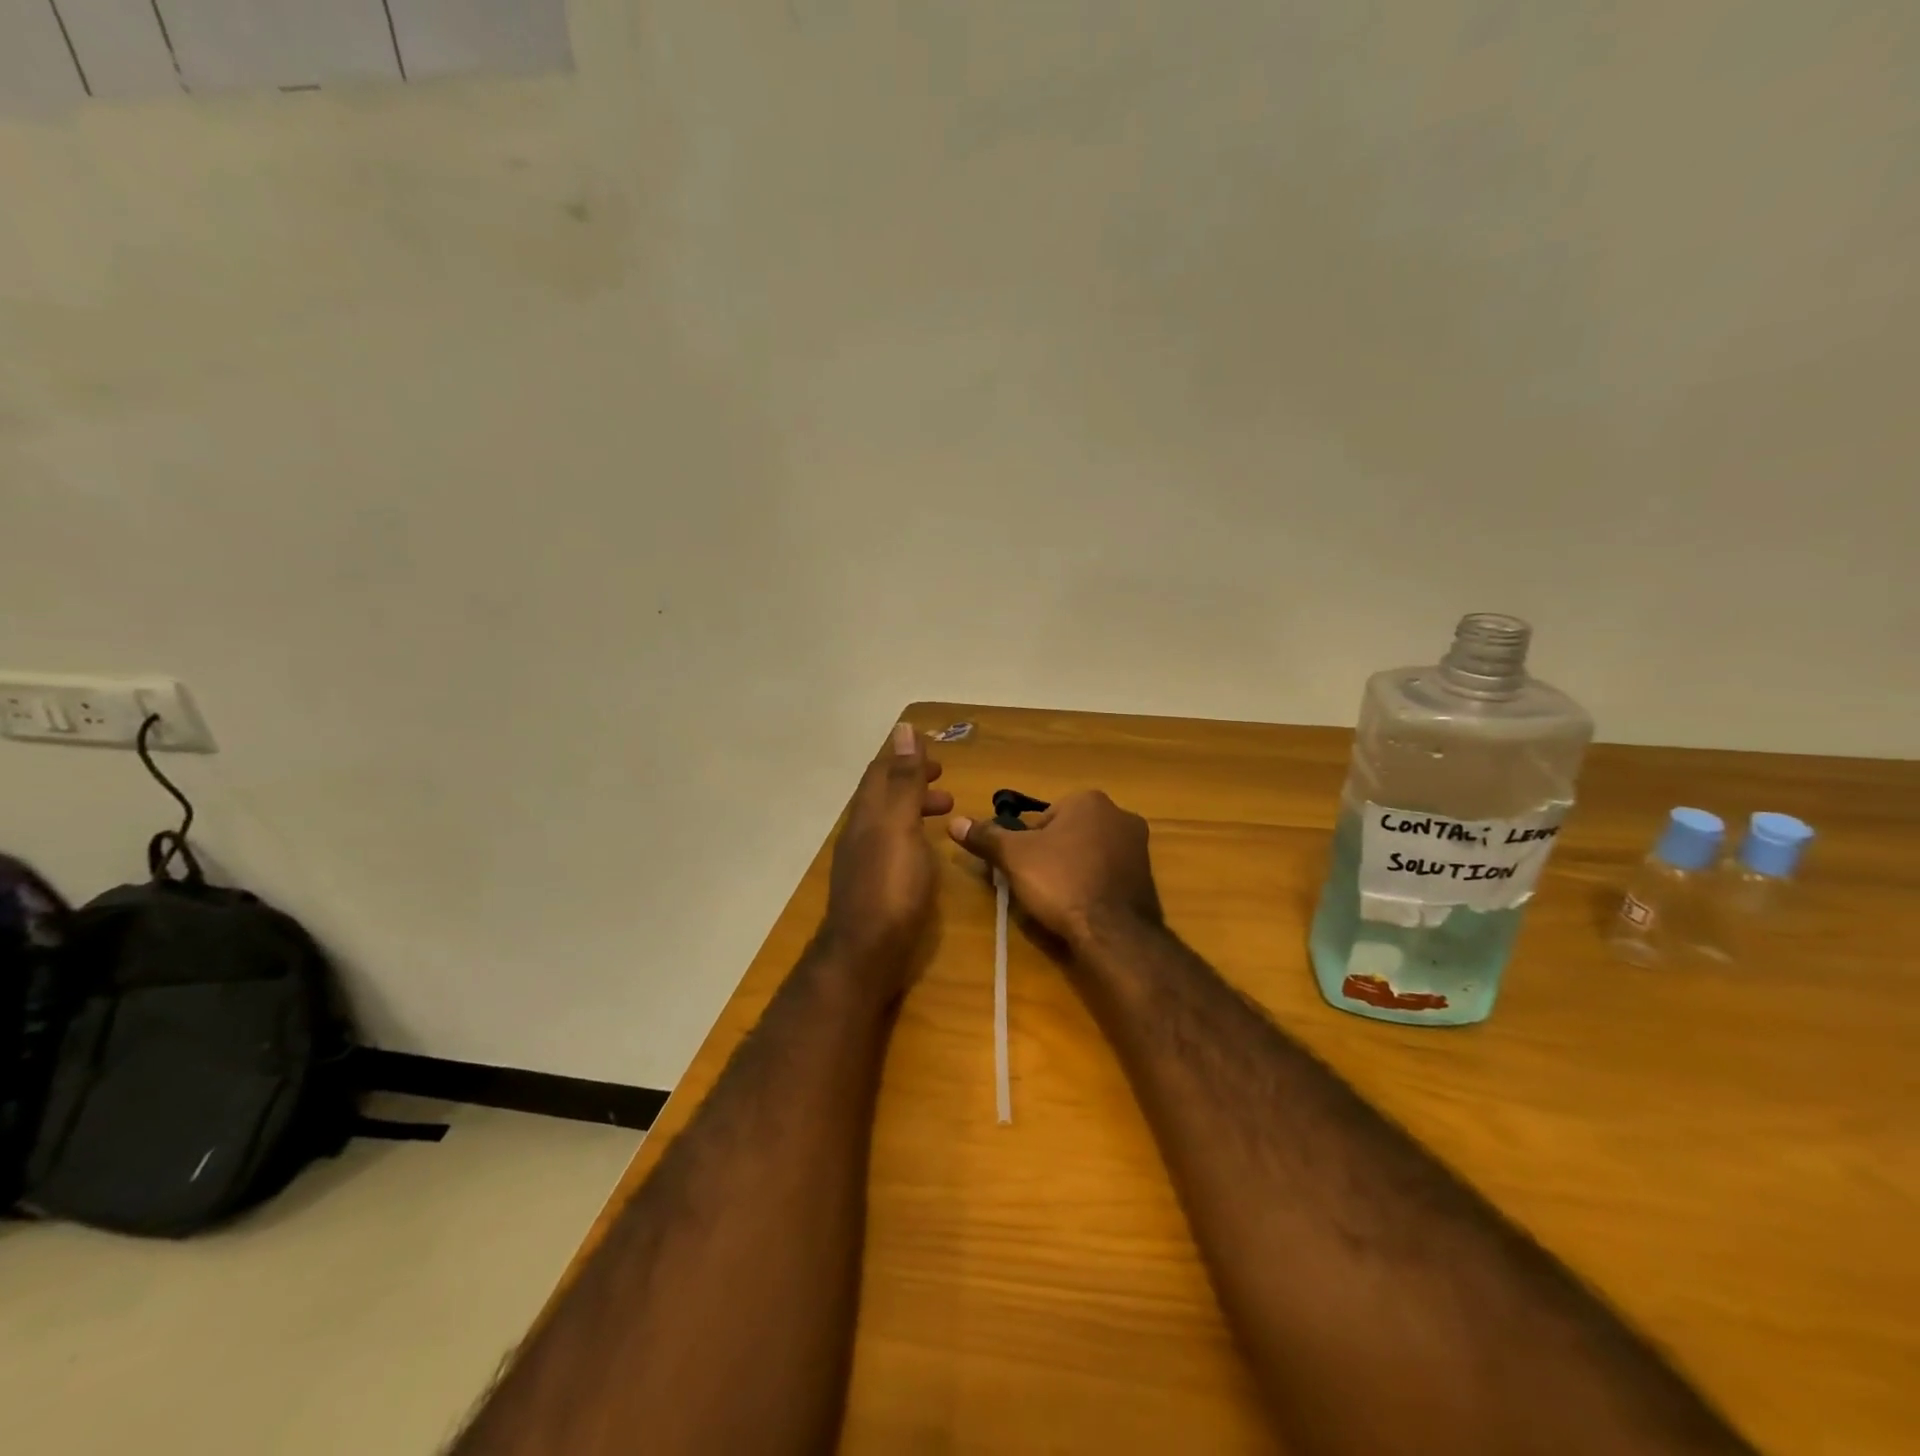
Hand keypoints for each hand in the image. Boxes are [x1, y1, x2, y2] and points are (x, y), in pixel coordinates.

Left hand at [820, 722, 953, 996]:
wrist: (866, 953)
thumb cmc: (890, 885)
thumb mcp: (901, 825)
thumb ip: (904, 780)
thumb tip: (903, 729)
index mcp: (866, 813)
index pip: (881, 772)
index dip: (905, 758)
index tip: (935, 755)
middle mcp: (860, 833)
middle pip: (884, 796)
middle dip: (913, 784)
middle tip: (946, 786)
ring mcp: (863, 862)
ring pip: (888, 823)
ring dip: (915, 810)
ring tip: (946, 815)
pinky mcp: (873, 887)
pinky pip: (893, 848)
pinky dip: (912, 837)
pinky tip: (927, 854)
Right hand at [948, 790, 1162, 949]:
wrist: (1114, 931)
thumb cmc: (1061, 882)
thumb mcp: (1014, 857)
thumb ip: (986, 837)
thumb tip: (954, 822)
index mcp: (1089, 800)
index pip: (1044, 817)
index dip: (1027, 844)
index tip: (1023, 869)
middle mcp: (1120, 814)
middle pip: (1068, 833)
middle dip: (1052, 854)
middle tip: (1039, 885)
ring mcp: (1139, 846)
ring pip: (1090, 853)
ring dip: (1074, 869)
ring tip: (1060, 899)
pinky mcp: (1148, 875)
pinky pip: (1109, 873)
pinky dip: (1094, 884)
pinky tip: (1083, 906)